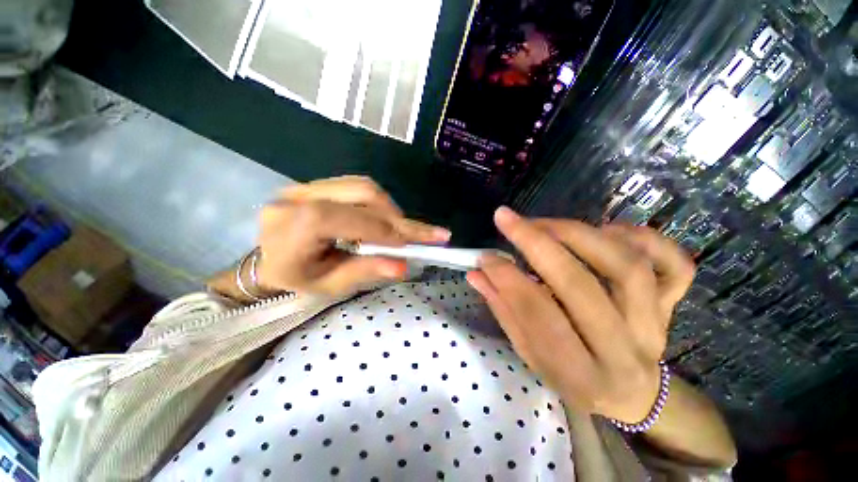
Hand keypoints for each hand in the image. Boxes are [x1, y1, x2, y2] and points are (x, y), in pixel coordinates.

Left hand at [256, 176, 449, 296]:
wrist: (268, 264)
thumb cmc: (297, 281)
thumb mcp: (329, 285)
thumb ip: (364, 272)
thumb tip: (402, 266)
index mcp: (291, 227)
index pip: (347, 218)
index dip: (383, 229)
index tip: (413, 244)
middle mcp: (296, 197)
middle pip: (360, 192)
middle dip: (396, 216)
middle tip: (422, 235)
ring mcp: (305, 185)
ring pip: (363, 186)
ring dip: (390, 209)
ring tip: (403, 231)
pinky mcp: (317, 184)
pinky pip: (357, 187)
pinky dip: (379, 205)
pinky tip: (385, 221)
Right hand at [467, 207, 694, 423]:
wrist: (634, 394)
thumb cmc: (573, 377)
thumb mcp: (531, 354)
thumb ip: (503, 310)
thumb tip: (477, 273)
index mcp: (580, 373)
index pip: (537, 315)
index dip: (507, 278)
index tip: (485, 255)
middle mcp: (622, 350)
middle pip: (580, 285)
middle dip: (536, 243)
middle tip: (507, 219)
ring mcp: (655, 324)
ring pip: (625, 266)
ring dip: (577, 234)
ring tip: (544, 224)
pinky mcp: (672, 305)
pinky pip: (675, 265)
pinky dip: (643, 237)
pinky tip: (607, 230)